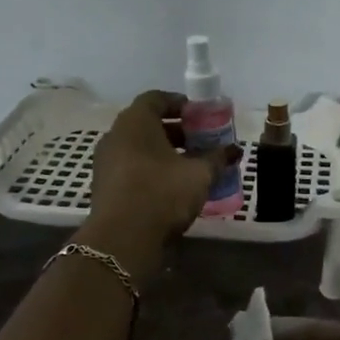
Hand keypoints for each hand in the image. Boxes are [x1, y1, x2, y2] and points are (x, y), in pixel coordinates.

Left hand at [90, 90, 239, 242]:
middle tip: (201, 141)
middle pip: (148, 124)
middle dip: (176, 131)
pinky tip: (173, 186)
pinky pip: (132, 167)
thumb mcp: (198, 174)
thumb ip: (217, 158)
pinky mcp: (105, 185)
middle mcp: (116, 135)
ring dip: (165, 152)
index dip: (180, 104)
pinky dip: (152, 169)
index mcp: (135, 122)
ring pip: (139, 147)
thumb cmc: (162, 194)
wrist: (121, 240)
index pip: (156, 98)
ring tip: (191, 166)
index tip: (200, 116)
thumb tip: (234, 150)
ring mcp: (106, 161)